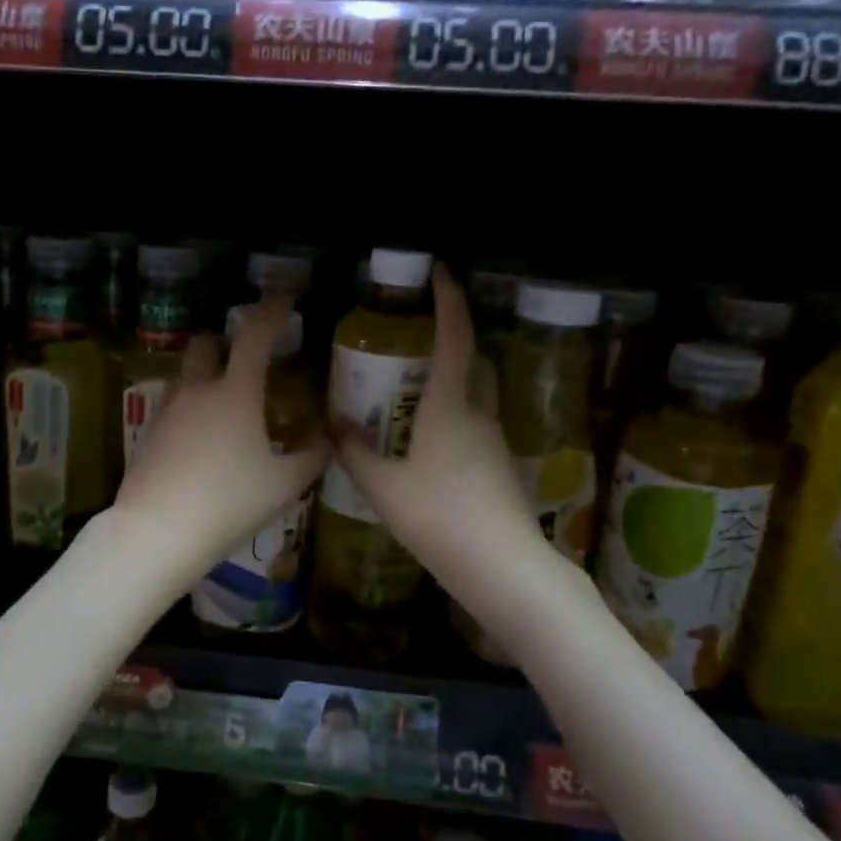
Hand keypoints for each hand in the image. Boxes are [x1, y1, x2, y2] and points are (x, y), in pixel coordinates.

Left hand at [114, 296, 328, 586]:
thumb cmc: (228, 503)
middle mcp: (198, 389)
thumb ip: (312, 457)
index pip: (255, 333)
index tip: (286, 298)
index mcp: (236, 392)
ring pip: (188, 374)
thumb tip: (327, 440)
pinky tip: (204, 440)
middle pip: (207, 342)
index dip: (272, 309)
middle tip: (249, 357)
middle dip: (227, 340)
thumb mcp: (283, 485)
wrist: (156, 532)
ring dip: (208, 375)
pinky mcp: (149, 432)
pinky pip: (174, 404)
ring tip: (229, 406)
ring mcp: (168, 409)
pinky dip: (192, 407)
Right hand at [331, 266, 542, 592]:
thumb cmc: (441, 519)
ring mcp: (494, 442)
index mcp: (449, 407)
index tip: (440, 272)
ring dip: (450, 384)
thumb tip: (336, 424)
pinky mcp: (500, 469)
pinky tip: (427, 447)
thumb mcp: (384, 487)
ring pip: (474, 396)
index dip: (449, 301)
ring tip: (411, 396)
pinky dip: (453, 419)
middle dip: (452, 340)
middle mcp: (478, 415)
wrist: (504, 569)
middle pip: (473, 362)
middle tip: (417, 340)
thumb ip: (356, 453)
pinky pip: (474, 427)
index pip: (455, 338)